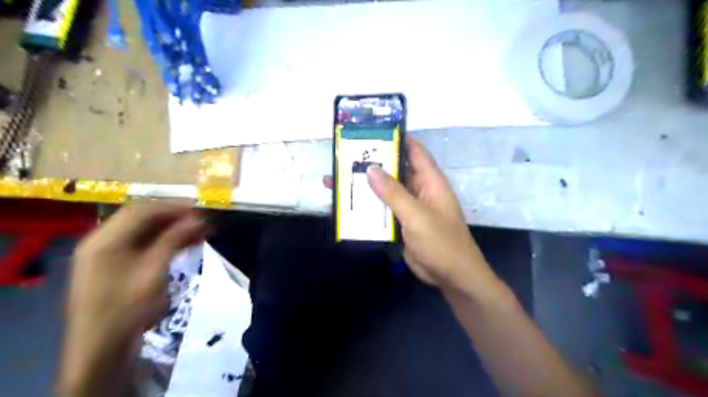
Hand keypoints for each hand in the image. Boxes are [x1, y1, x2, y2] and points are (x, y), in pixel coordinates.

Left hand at [57, 202, 207, 396]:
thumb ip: (174, 240)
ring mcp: (107, 253)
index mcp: (105, 239)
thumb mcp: (154, 271)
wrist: (102, 349)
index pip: (143, 210)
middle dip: (175, 216)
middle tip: (203, 221)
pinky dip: (164, 240)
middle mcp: (103, 240)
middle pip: (142, 217)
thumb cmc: (127, 308)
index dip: (174, 207)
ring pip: (144, 230)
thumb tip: (199, 219)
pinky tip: (184, 244)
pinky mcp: (115, 265)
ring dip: (172, 228)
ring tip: (199, 232)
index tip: (202, 211)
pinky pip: (142, 244)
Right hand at [328, 137, 496, 292]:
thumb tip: (371, 168)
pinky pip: (382, 210)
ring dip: (364, 187)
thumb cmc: (441, 242)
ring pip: (384, 192)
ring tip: (335, 180)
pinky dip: (366, 207)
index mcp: (430, 181)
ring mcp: (408, 207)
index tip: (371, 132)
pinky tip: (346, 205)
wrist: (451, 276)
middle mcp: (419, 189)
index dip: (396, 138)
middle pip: (393, 171)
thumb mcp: (417, 215)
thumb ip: (393, 192)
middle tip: (343, 156)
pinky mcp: (400, 223)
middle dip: (371, 164)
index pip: (414, 151)